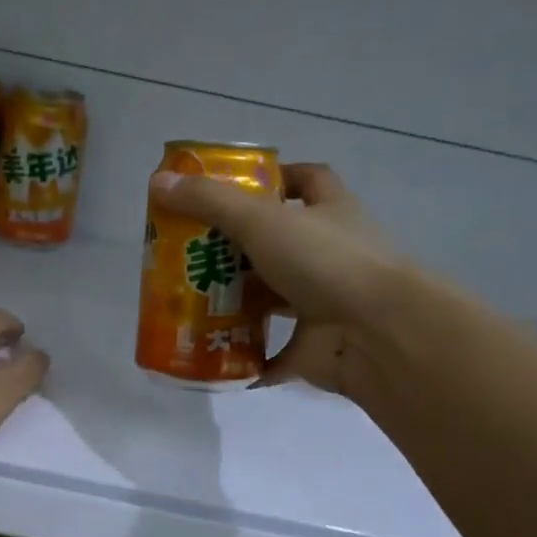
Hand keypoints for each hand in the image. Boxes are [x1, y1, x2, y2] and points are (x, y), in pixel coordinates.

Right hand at [149, 163, 397, 399]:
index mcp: (328, 212)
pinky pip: (275, 353)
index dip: (275, 178)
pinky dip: (248, 358)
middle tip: (191, 253)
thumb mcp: (262, 221)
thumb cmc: (326, 262)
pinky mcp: (315, 346)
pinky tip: (213, 357)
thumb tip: (160, 181)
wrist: (376, 334)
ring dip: (238, 303)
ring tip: (190, 304)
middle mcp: (330, 254)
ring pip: (274, 298)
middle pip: (279, 243)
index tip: (236, 187)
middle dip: (237, 248)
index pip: (306, 180)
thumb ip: (211, 202)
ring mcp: (324, 303)